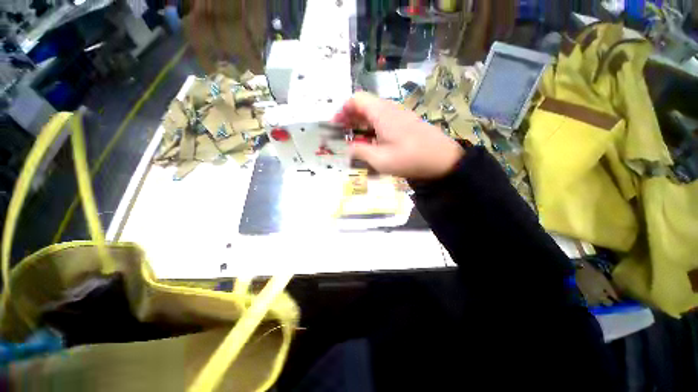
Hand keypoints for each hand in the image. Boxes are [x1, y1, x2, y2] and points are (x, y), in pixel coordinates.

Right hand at [333, 92, 463, 179]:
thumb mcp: (380, 159)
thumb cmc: (410, 159)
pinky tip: (371, 142)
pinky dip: (372, 128)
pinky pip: (383, 120)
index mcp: (381, 113)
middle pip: (364, 105)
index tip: (335, 126)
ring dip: (361, 124)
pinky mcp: (405, 123)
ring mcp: (399, 115)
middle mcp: (389, 109)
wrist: (443, 160)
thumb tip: (346, 148)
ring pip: (374, 113)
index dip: (342, 110)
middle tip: (341, 134)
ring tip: (353, 140)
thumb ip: (359, 151)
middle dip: (349, 118)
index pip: (356, 99)